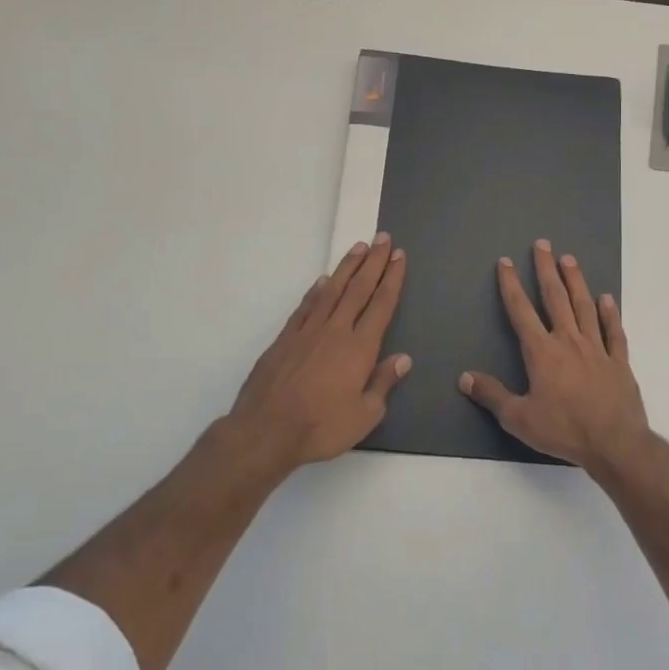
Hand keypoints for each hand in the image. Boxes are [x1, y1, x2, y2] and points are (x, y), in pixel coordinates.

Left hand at [222, 235, 410, 475]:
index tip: (398, 257)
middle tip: (383, 238)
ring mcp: (307, 332)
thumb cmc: (321, 427)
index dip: (392, 279)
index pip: (381, 305)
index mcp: (360, 348)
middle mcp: (335, 331)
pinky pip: (305, 306)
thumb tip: (403, 358)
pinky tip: (324, 281)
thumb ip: (383, 383)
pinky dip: (317, 290)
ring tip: (358, 247)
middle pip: (359, 289)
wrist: (266, 430)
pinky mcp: (285, 338)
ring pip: (332, 291)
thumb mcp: (365, 415)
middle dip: (373, 262)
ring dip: (347, 267)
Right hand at [459, 239, 651, 473]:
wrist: (615, 443)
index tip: (506, 262)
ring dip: (576, 282)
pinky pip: (614, 332)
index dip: (511, 285)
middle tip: (542, 244)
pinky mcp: (619, 361)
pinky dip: (610, 314)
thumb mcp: (519, 418)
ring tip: (569, 259)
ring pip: (585, 307)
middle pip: (555, 298)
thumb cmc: (564, 430)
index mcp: (542, 352)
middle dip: (546, 270)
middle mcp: (569, 341)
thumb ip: (492, 395)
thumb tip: (464, 377)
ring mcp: (597, 349)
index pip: (521, 311)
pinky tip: (607, 299)